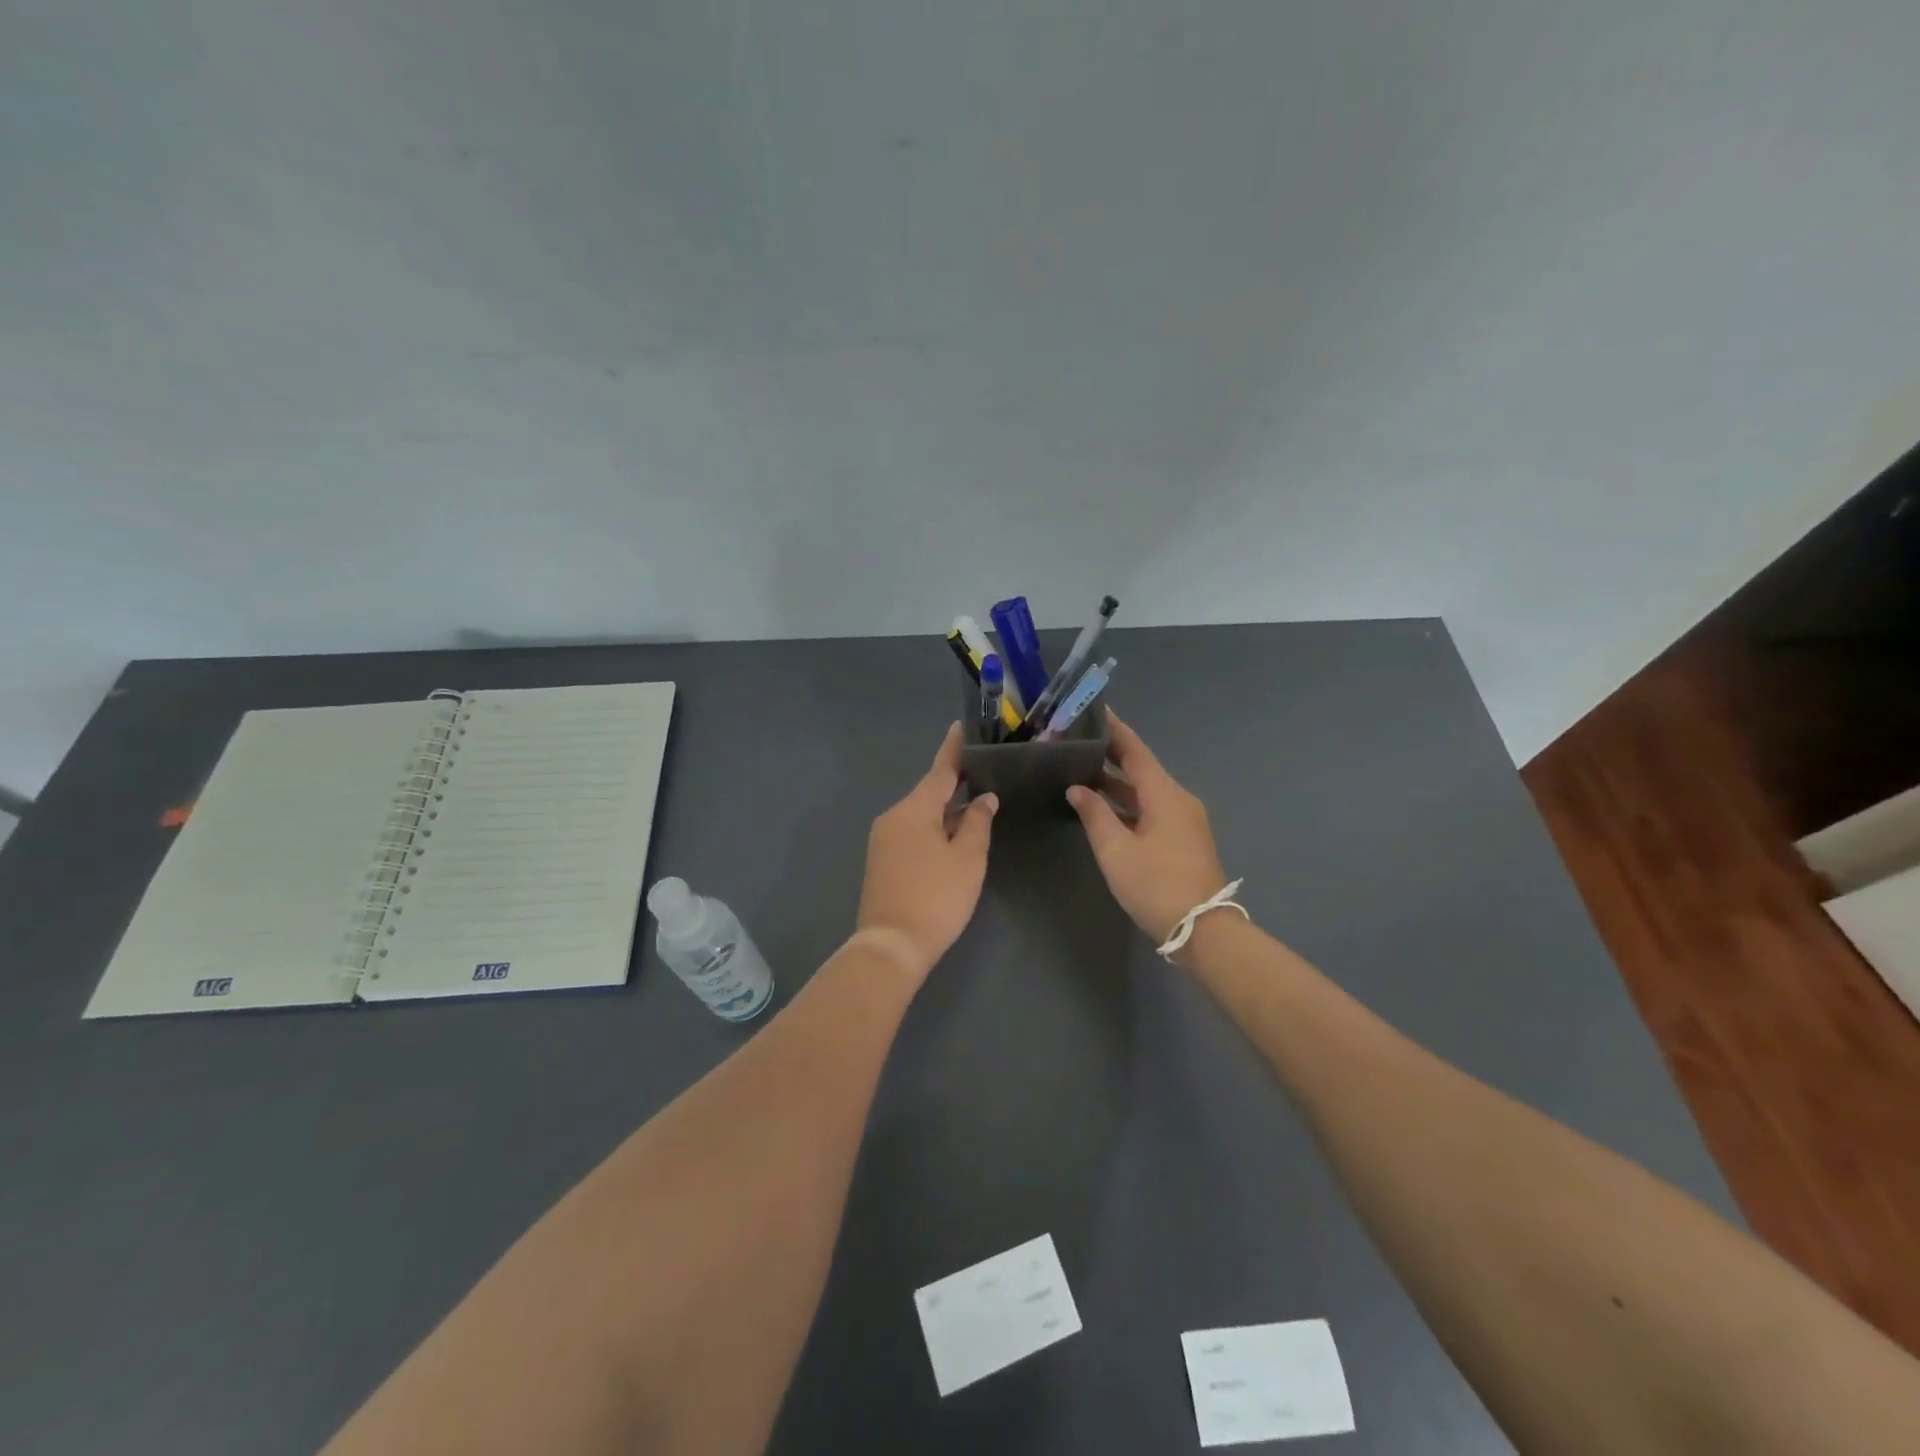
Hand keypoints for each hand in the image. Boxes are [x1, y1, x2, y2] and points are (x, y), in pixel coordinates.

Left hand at [855, 724, 997, 978]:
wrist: (891, 945)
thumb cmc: (936, 897)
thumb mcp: (968, 858)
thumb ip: (977, 823)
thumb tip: (983, 799)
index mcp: (915, 808)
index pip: (940, 770)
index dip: (954, 749)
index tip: (961, 726)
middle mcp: (894, 816)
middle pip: (930, 793)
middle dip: (956, 786)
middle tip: (983, 774)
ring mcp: (883, 839)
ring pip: (921, 815)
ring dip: (946, 812)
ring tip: (976, 809)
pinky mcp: (881, 861)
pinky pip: (912, 833)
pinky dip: (933, 830)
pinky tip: (952, 839)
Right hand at [1066, 712, 1228, 944]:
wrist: (1203, 929)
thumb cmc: (1156, 885)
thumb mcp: (1116, 850)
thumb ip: (1095, 814)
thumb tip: (1078, 788)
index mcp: (1164, 794)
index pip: (1135, 751)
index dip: (1115, 730)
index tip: (1096, 711)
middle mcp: (1178, 799)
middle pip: (1141, 769)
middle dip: (1111, 756)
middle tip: (1077, 743)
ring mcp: (1185, 820)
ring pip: (1146, 792)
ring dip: (1117, 783)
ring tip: (1082, 773)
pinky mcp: (1184, 839)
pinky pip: (1152, 809)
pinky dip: (1128, 804)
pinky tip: (1105, 809)